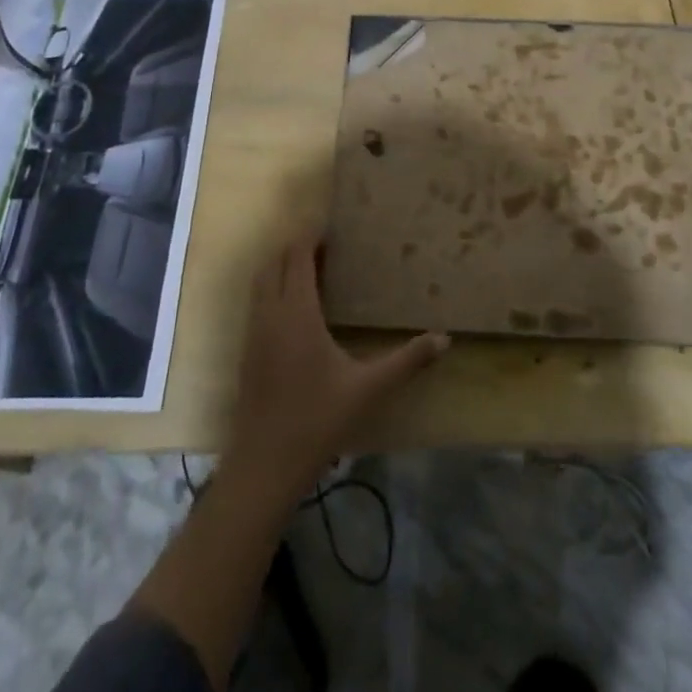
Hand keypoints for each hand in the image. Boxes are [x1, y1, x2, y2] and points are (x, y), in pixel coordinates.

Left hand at [223, 230, 448, 501]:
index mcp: (297, 313)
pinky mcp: (247, 351)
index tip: (331, 227)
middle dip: (295, 247)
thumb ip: (407, 361)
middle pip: (274, 263)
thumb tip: (444, 339)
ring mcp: (254, 333)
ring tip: (311, 267)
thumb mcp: (368, 389)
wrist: (265, 464)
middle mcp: (270, 314)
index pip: (296, 258)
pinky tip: (295, 308)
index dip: (310, 237)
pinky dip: (273, 289)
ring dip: (281, 266)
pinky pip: (257, 303)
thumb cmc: (318, 420)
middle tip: (325, 244)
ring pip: (261, 282)